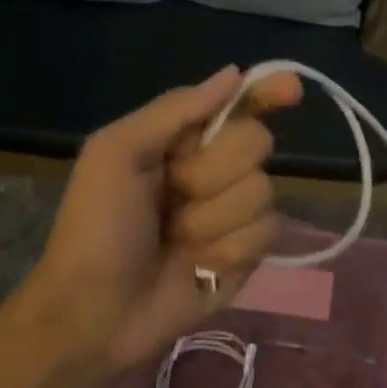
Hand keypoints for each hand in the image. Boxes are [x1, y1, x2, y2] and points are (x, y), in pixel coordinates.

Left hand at [32, 65, 302, 373]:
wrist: (93, 313)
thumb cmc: (95, 226)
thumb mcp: (116, 153)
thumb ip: (175, 109)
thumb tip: (233, 73)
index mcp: (183, 139)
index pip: (238, 104)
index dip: (268, 90)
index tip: (292, 89)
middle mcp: (215, 169)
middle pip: (256, 142)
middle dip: (211, 170)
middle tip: (172, 193)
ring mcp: (234, 212)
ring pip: (263, 190)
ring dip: (213, 217)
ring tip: (176, 238)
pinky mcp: (248, 253)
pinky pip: (267, 231)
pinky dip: (229, 247)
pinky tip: (200, 264)